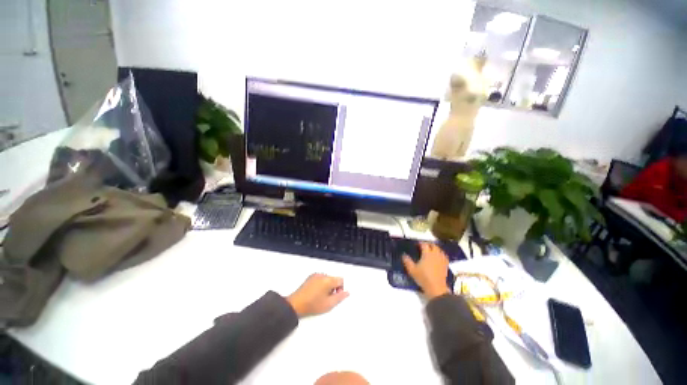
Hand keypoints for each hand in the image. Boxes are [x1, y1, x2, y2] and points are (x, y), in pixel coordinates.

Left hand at [287, 273, 348, 317]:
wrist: (295, 304)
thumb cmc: (313, 305)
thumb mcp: (329, 304)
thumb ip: (340, 297)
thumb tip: (347, 292)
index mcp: (328, 280)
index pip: (340, 280)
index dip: (341, 288)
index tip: (335, 296)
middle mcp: (322, 275)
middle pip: (333, 279)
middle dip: (333, 287)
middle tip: (328, 299)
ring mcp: (315, 275)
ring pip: (327, 279)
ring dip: (327, 286)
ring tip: (321, 297)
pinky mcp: (309, 278)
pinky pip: (320, 279)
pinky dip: (321, 284)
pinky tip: (315, 293)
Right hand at [403, 243, 449, 298]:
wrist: (436, 288)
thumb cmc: (423, 278)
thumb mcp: (412, 270)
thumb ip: (407, 261)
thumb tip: (403, 254)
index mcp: (427, 254)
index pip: (424, 244)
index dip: (420, 243)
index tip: (416, 244)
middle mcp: (435, 254)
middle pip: (433, 245)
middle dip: (428, 244)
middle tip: (423, 246)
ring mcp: (441, 259)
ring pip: (439, 250)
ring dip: (435, 248)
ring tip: (430, 250)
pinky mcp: (445, 265)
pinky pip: (444, 256)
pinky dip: (441, 254)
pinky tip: (438, 256)